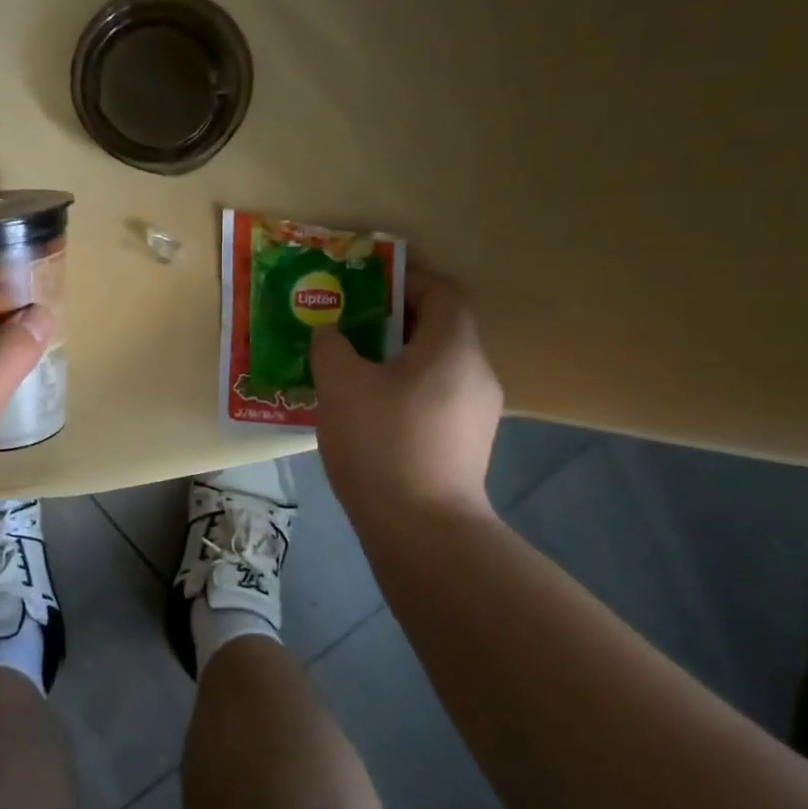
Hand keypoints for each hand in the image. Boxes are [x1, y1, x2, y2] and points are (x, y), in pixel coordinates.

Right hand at [308, 268, 502, 526]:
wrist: (423, 530)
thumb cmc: (382, 443)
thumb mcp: (341, 385)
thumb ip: (331, 346)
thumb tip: (330, 333)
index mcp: (453, 347)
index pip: (443, 290)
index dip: (407, 278)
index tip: (366, 284)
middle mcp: (476, 372)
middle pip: (440, 327)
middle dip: (393, 319)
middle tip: (349, 324)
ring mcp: (476, 413)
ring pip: (436, 365)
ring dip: (396, 357)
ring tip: (352, 368)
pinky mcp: (466, 444)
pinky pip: (434, 397)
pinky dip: (404, 390)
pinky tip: (369, 411)